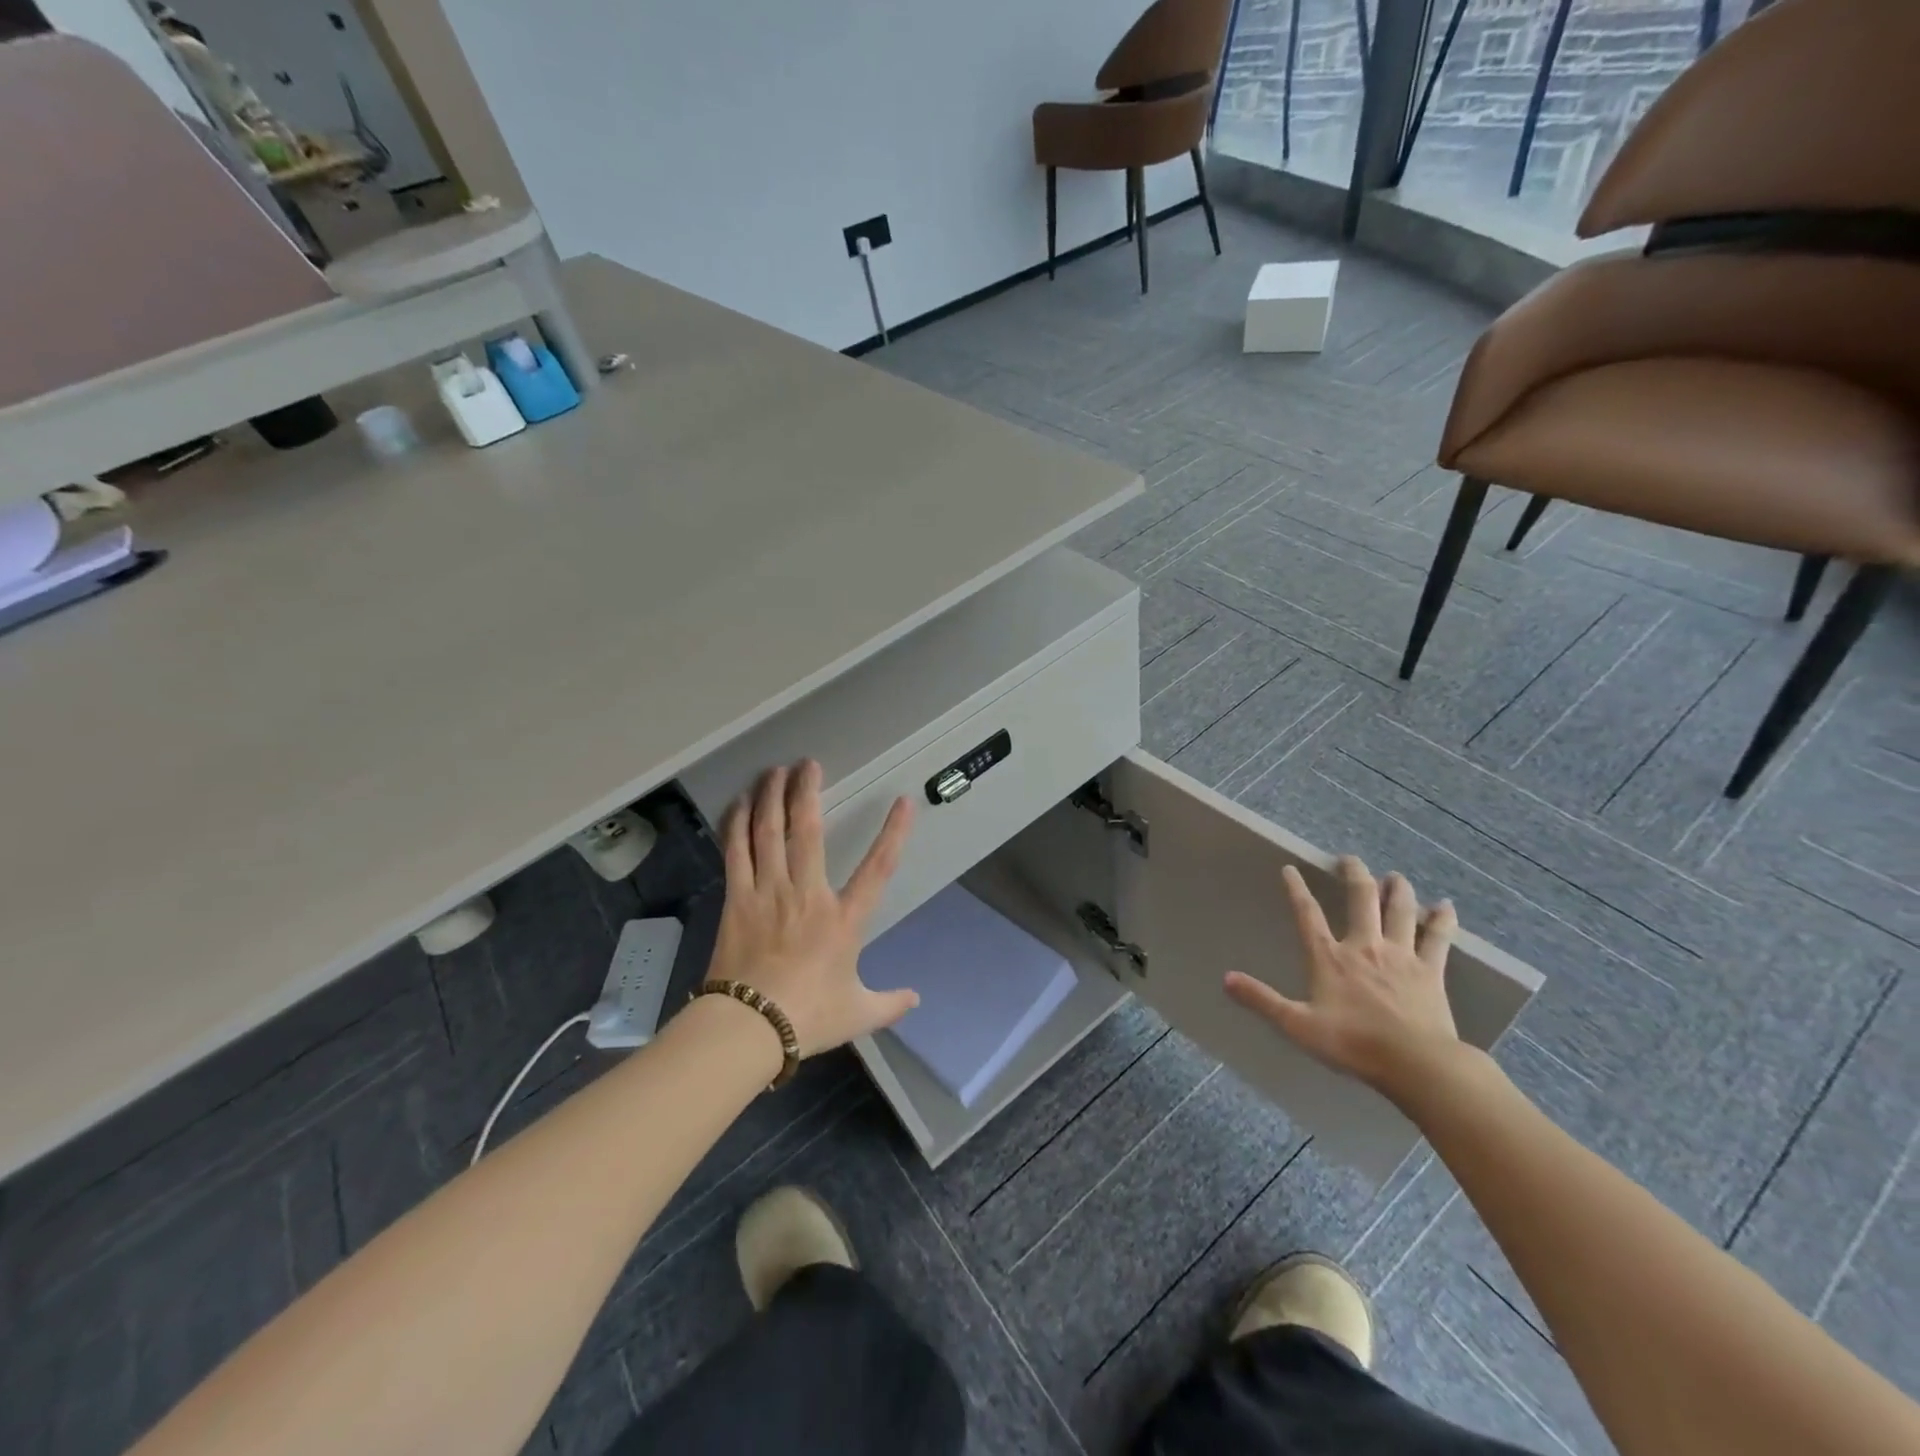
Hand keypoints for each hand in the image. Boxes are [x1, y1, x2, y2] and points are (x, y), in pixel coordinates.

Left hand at [708, 760, 917, 1056]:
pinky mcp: (737, 899)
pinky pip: (736, 852)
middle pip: (808, 831)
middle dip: (808, 792)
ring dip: (771, 797)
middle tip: (808, 763)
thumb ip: (889, 1003)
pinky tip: (738, 804)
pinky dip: (737, 824)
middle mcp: (807, 895)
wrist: (748, 1028)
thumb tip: (916, 998)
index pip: (877, 869)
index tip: (903, 802)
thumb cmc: (807, 1018)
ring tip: (774, 771)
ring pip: (769, 833)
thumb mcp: (858, 1013)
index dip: (894, 833)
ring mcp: (768, 893)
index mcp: (844, 920)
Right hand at [1224, 856, 1467, 1102]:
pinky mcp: (1431, 971)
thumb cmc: (1353, 1043)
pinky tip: (1446, 906)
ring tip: (1395, 876)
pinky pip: (1438, 938)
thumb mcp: (1297, 1025)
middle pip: (1361, 899)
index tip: (1290, 868)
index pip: (1308, 914)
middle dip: (1355, 875)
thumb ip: (1262, 1000)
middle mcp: (1364, 946)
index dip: (1296, 889)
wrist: (1416, 1063)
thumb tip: (1226, 979)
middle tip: (1349, 859)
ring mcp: (1401, 956)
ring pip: (1399, 911)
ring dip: (1397, 889)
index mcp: (1329, 957)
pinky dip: (1442, 920)